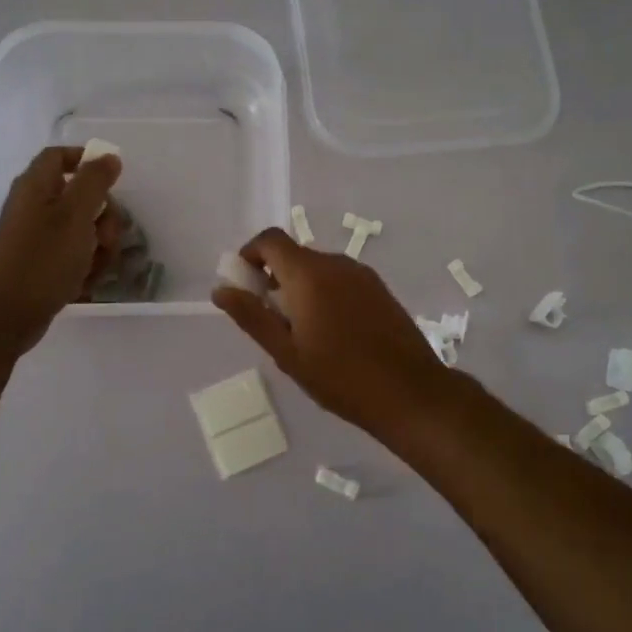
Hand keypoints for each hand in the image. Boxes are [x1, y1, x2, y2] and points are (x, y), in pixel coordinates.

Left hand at [0, 146, 121, 355]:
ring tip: (95, 266)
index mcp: (36, 186)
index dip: (87, 161)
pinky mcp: (40, 261)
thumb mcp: (76, 215)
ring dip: (98, 245)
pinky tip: (84, 281)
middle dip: (103, 216)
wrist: (8, 314)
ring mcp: (35, 236)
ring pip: (81, 228)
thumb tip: (108, 157)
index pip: (60, 156)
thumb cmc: (44, 259)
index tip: (113, 180)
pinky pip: (72, 253)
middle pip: (79, 196)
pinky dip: (83, 264)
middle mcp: (33, 205)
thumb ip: (95, 181)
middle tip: (106, 237)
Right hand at [212, 228, 456, 439]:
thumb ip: (252, 317)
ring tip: (303, 332)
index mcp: (309, 274)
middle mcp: (336, 263)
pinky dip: (326, 293)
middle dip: (275, 277)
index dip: (250, 254)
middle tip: (272, 319)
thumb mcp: (287, 353)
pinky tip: (333, 332)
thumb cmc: (340, 377)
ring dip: (301, 287)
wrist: (410, 392)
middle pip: (295, 254)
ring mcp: (363, 274)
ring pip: (319, 268)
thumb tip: (221, 290)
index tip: (245, 285)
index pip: (270, 239)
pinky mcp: (380, 289)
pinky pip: (341, 279)